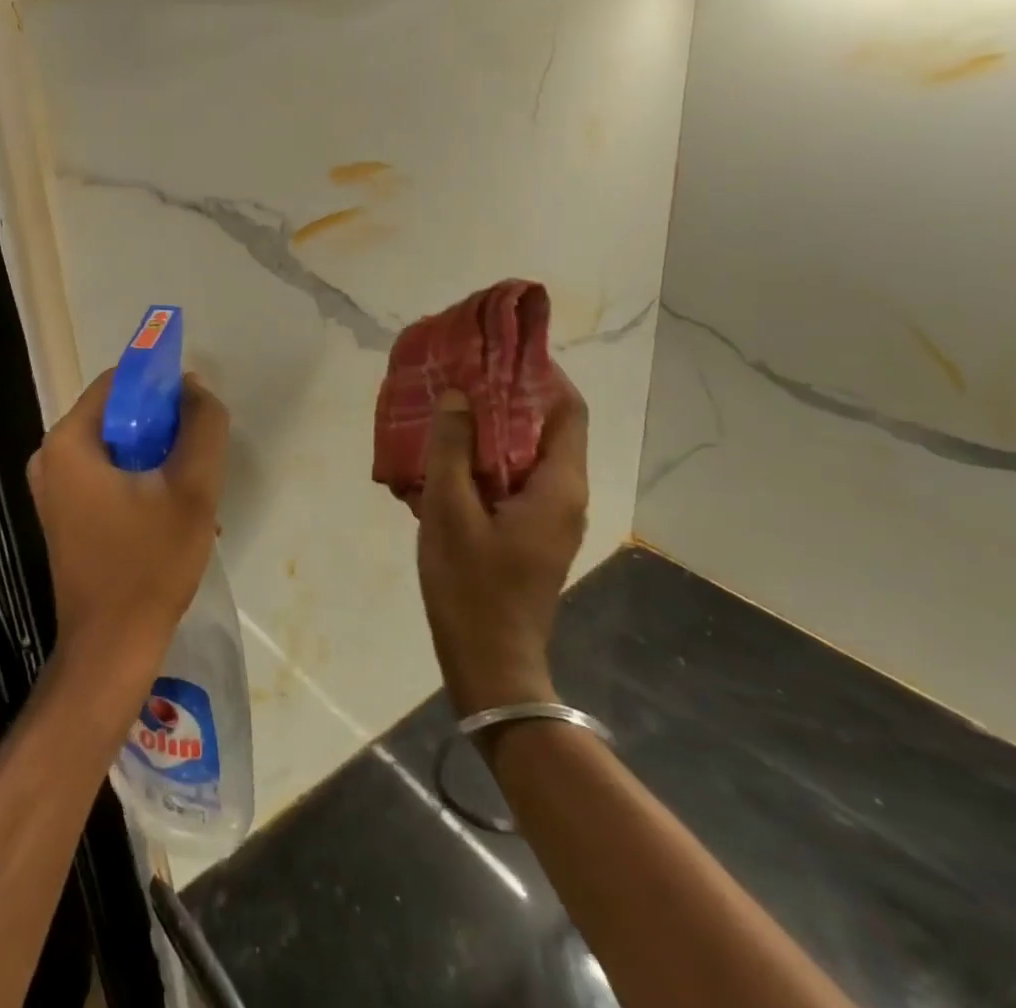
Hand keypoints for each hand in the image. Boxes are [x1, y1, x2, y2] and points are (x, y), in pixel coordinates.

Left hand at [26, 370, 229, 674]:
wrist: (112, 649)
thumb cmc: (149, 564)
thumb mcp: (191, 489)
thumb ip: (202, 426)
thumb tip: (194, 387)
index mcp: (69, 441)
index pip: (119, 381)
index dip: (162, 384)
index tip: (197, 408)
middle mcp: (51, 457)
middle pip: (117, 414)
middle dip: (163, 427)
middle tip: (198, 456)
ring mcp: (54, 489)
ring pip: (117, 447)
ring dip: (157, 457)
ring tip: (190, 490)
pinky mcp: (64, 514)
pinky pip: (107, 474)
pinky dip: (140, 480)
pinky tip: (171, 512)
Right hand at [412, 380, 589, 715]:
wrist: (490, 664)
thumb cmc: (471, 585)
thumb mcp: (450, 510)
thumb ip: (453, 448)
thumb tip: (460, 395)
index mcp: (558, 485)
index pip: (568, 410)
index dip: (541, 375)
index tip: (501, 352)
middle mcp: (565, 495)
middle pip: (548, 428)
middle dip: (509, 397)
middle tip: (463, 375)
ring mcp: (549, 518)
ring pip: (528, 454)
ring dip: (493, 429)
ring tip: (449, 408)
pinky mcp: (530, 534)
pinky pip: (514, 480)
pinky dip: (487, 459)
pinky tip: (447, 458)